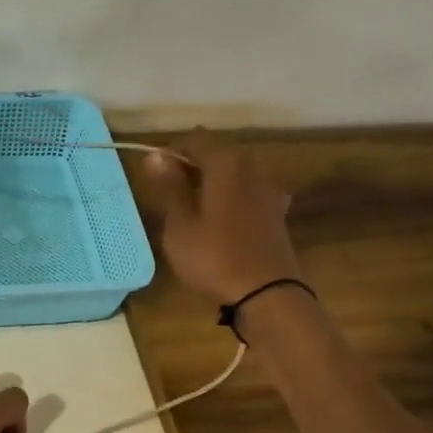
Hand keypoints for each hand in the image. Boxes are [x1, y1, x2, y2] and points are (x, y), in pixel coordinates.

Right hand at [142, 132, 303, 302]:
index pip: (194, 139)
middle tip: (171, 201)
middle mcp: (252, 166)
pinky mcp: (277, 211)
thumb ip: (169, 187)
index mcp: (226, 163)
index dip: (171, 154)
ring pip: (233, 174)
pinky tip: (224, 223)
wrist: (267, 292)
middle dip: (192, 169)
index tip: (157, 181)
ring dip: (212, 185)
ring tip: (194, 215)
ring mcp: (269, 189)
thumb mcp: (180, 225)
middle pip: (217, 153)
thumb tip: (154, 155)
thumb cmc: (214, 257)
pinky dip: (232, 200)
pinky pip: (248, 193)